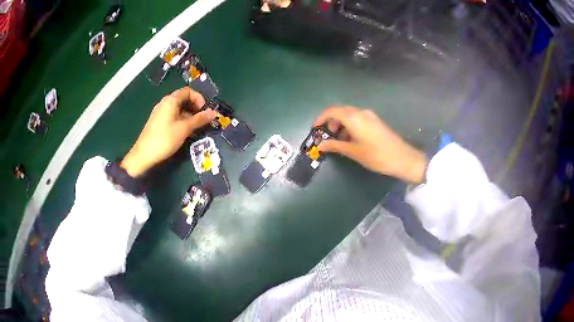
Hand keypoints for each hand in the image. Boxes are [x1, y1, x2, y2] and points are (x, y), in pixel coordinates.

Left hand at [120, 88, 216, 176]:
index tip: (204, 111)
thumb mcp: (184, 129)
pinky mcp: (157, 123)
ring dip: (189, 117)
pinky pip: (172, 117)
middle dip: (195, 109)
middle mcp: (164, 103)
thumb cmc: (165, 139)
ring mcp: (160, 113)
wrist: (143, 155)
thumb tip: (214, 112)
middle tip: (202, 121)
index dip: (198, 98)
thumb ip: (199, 120)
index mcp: (170, 101)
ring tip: (195, 129)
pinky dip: (181, 122)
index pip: (188, 91)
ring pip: (178, 110)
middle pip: (183, 100)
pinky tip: (185, 133)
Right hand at [314, 106, 426, 183]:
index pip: (332, 111)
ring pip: (349, 115)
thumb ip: (335, 146)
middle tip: (326, 136)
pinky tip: (350, 139)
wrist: (402, 158)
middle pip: (340, 111)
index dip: (320, 118)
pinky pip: (358, 119)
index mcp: (353, 118)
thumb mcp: (353, 152)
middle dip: (330, 122)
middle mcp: (361, 112)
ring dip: (340, 124)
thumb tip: (320, 145)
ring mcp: (370, 116)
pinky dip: (350, 126)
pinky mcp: (375, 121)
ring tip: (338, 140)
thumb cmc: (376, 156)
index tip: (315, 129)